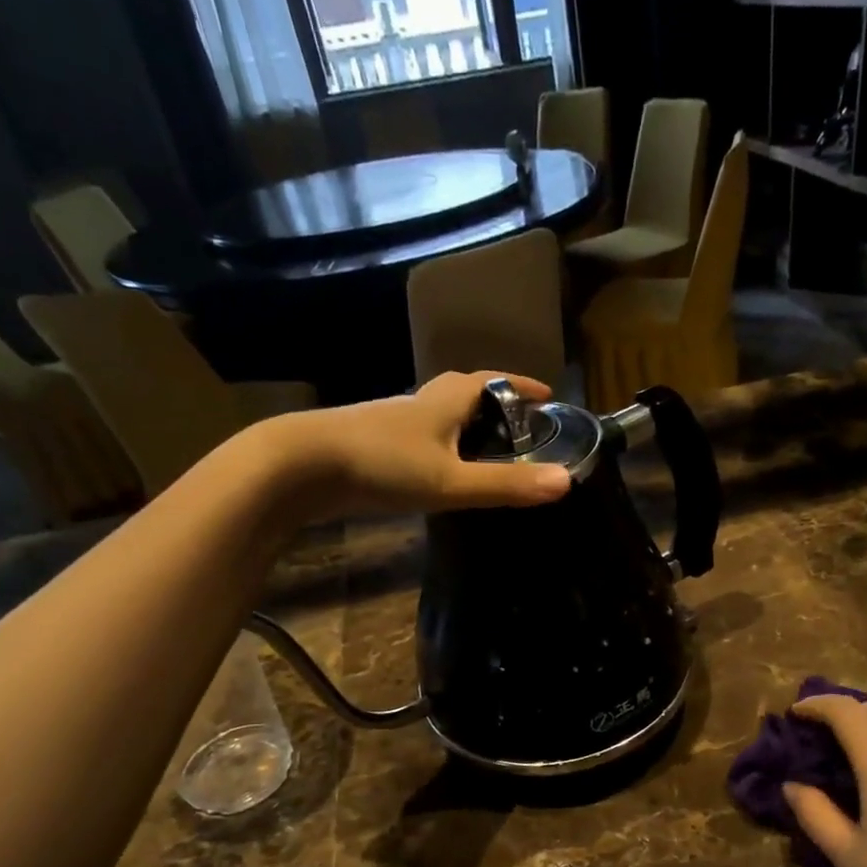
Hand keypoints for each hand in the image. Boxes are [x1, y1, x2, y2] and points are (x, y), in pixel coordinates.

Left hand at [276, 372, 571, 519]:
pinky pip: (417, 437)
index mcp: (444, 400)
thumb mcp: (451, 481)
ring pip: (437, 415)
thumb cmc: (382, 464)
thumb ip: (506, 485)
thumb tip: (566, 482)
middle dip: (493, 403)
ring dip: (463, 424)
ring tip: (485, 449)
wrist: (299, 465)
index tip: (547, 394)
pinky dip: (438, 445)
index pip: (491, 381)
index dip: (520, 385)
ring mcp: (391, 422)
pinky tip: (438, 469)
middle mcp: (419, 403)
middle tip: (517, 425)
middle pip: (462, 392)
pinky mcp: (371, 444)